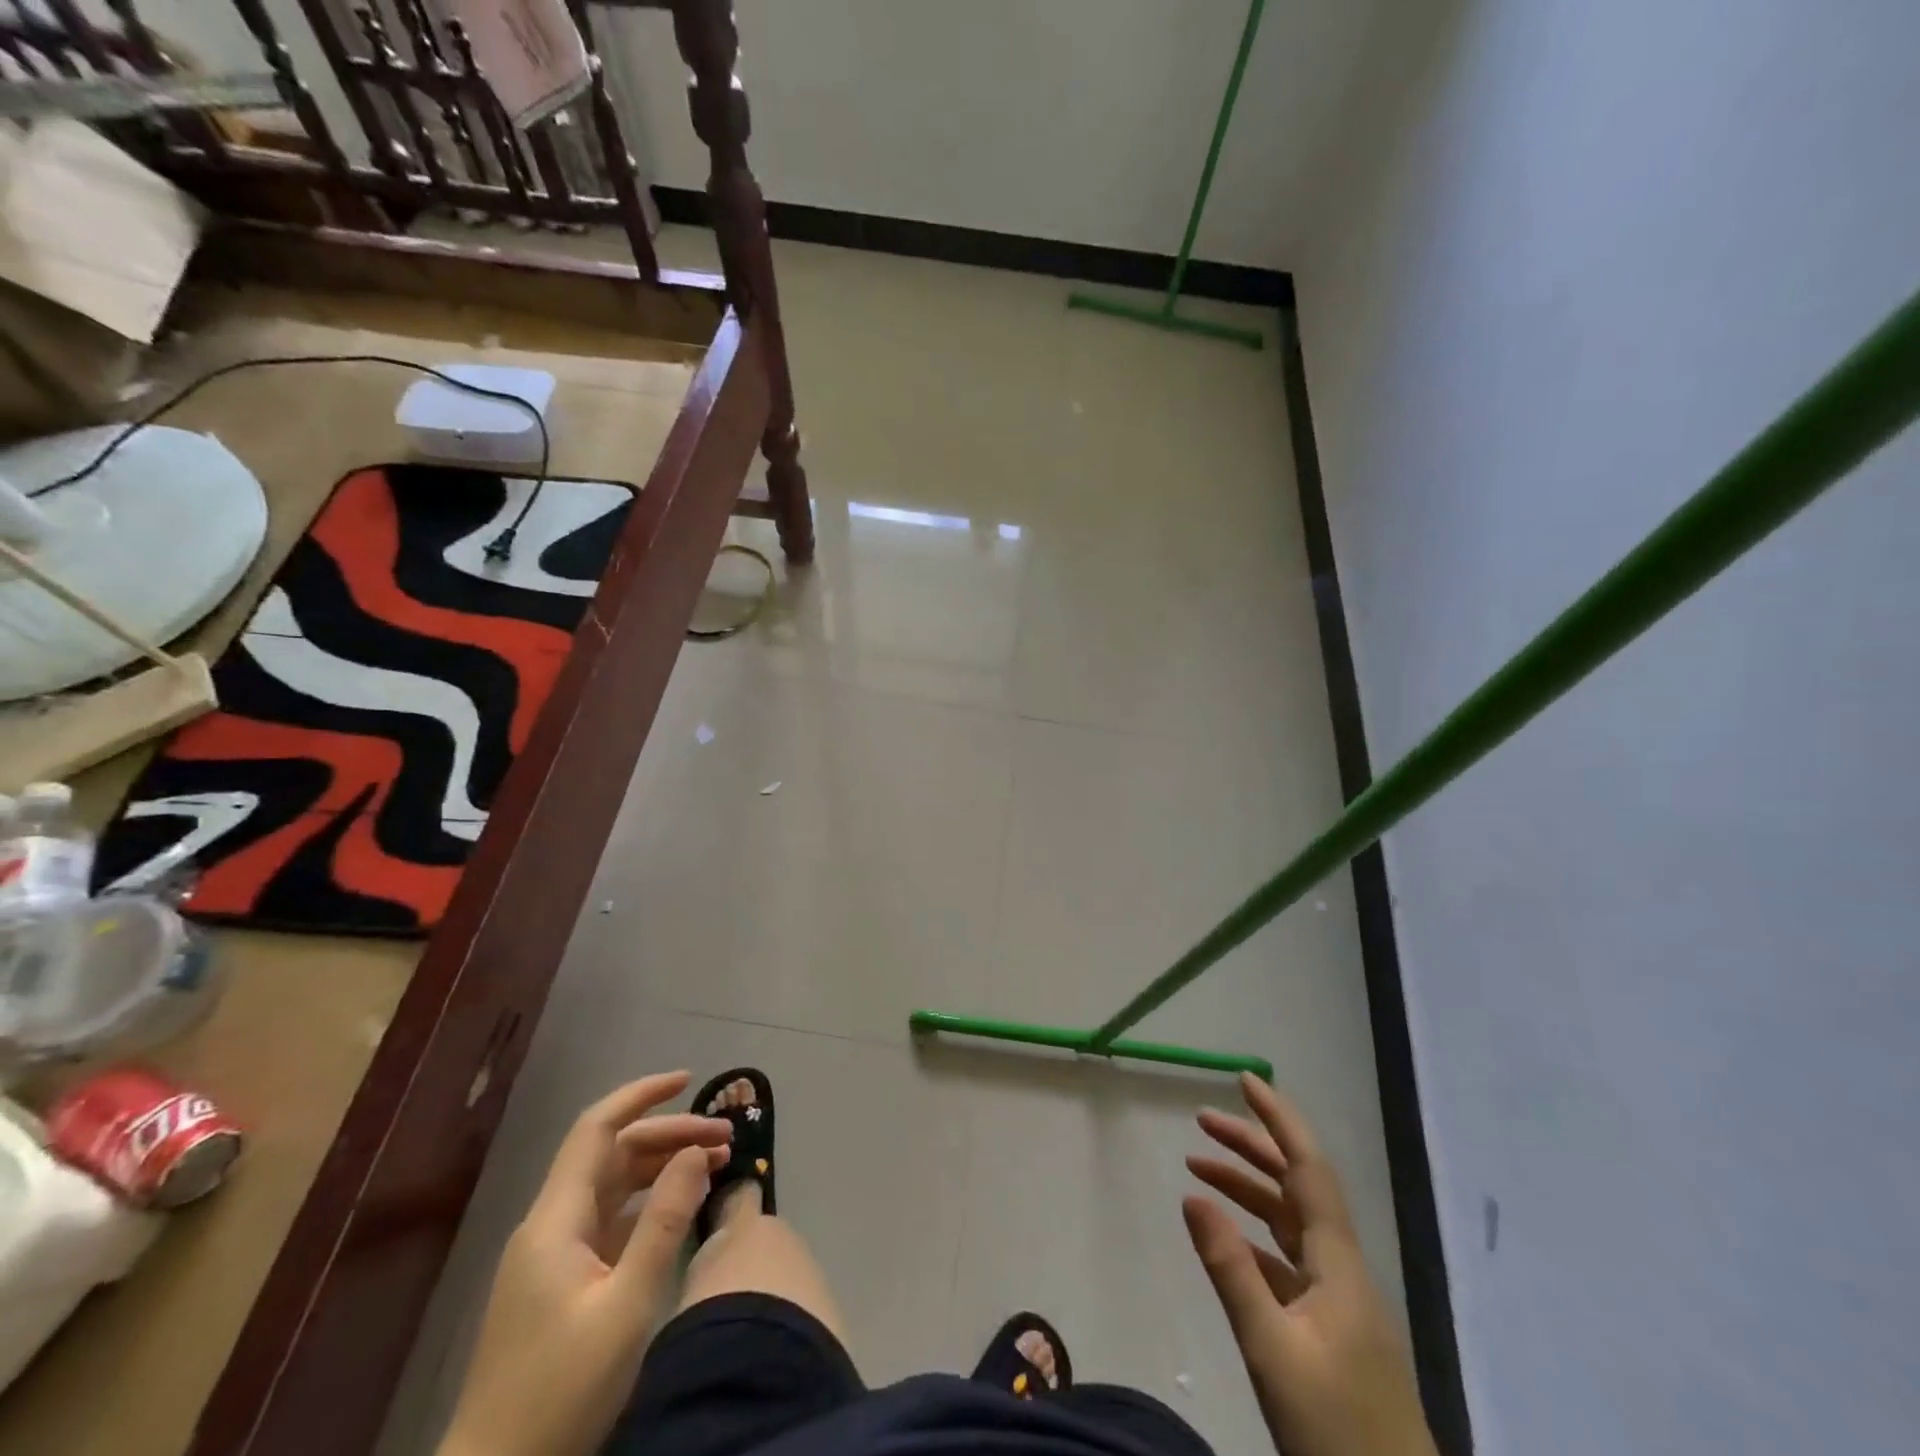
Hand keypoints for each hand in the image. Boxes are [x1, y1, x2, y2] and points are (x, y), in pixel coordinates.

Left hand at [441, 1071, 731, 1455]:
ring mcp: (554, 1256)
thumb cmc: (560, 1394)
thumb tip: (697, 1153)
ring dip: (662, 1167)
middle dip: (670, 1135)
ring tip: (715, 1163)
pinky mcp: (563, 1283)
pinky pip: (611, 1219)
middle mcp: (552, 1226)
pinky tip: (682, 1208)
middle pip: (613, 1155)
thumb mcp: (627, 1305)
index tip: (689, 1079)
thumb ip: (664, 1222)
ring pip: (613, 1186)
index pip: (597, 1130)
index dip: (640, 1095)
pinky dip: (649, 1202)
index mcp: (556, 1221)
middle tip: (726, 1138)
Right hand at [1184, 1073, 1437, 1455]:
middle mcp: (1341, 1268)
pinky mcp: (1330, 1328)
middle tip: (1202, 1118)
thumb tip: (1192, 1196)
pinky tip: (1225, 1237)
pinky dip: (1253, 1234)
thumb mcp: (1273, 1351)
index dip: (1279, 1119)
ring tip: (1197, 1166)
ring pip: (1289, 1220)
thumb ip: (1230, 1270)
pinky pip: (1287, 1258)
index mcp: (1337, 1264)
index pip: (1308, 1169)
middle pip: (1296, 1185)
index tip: (1246, 1080)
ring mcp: (1338, 1299)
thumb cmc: (1338, 1434)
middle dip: (1252, 1145)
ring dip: (1247, 1187)